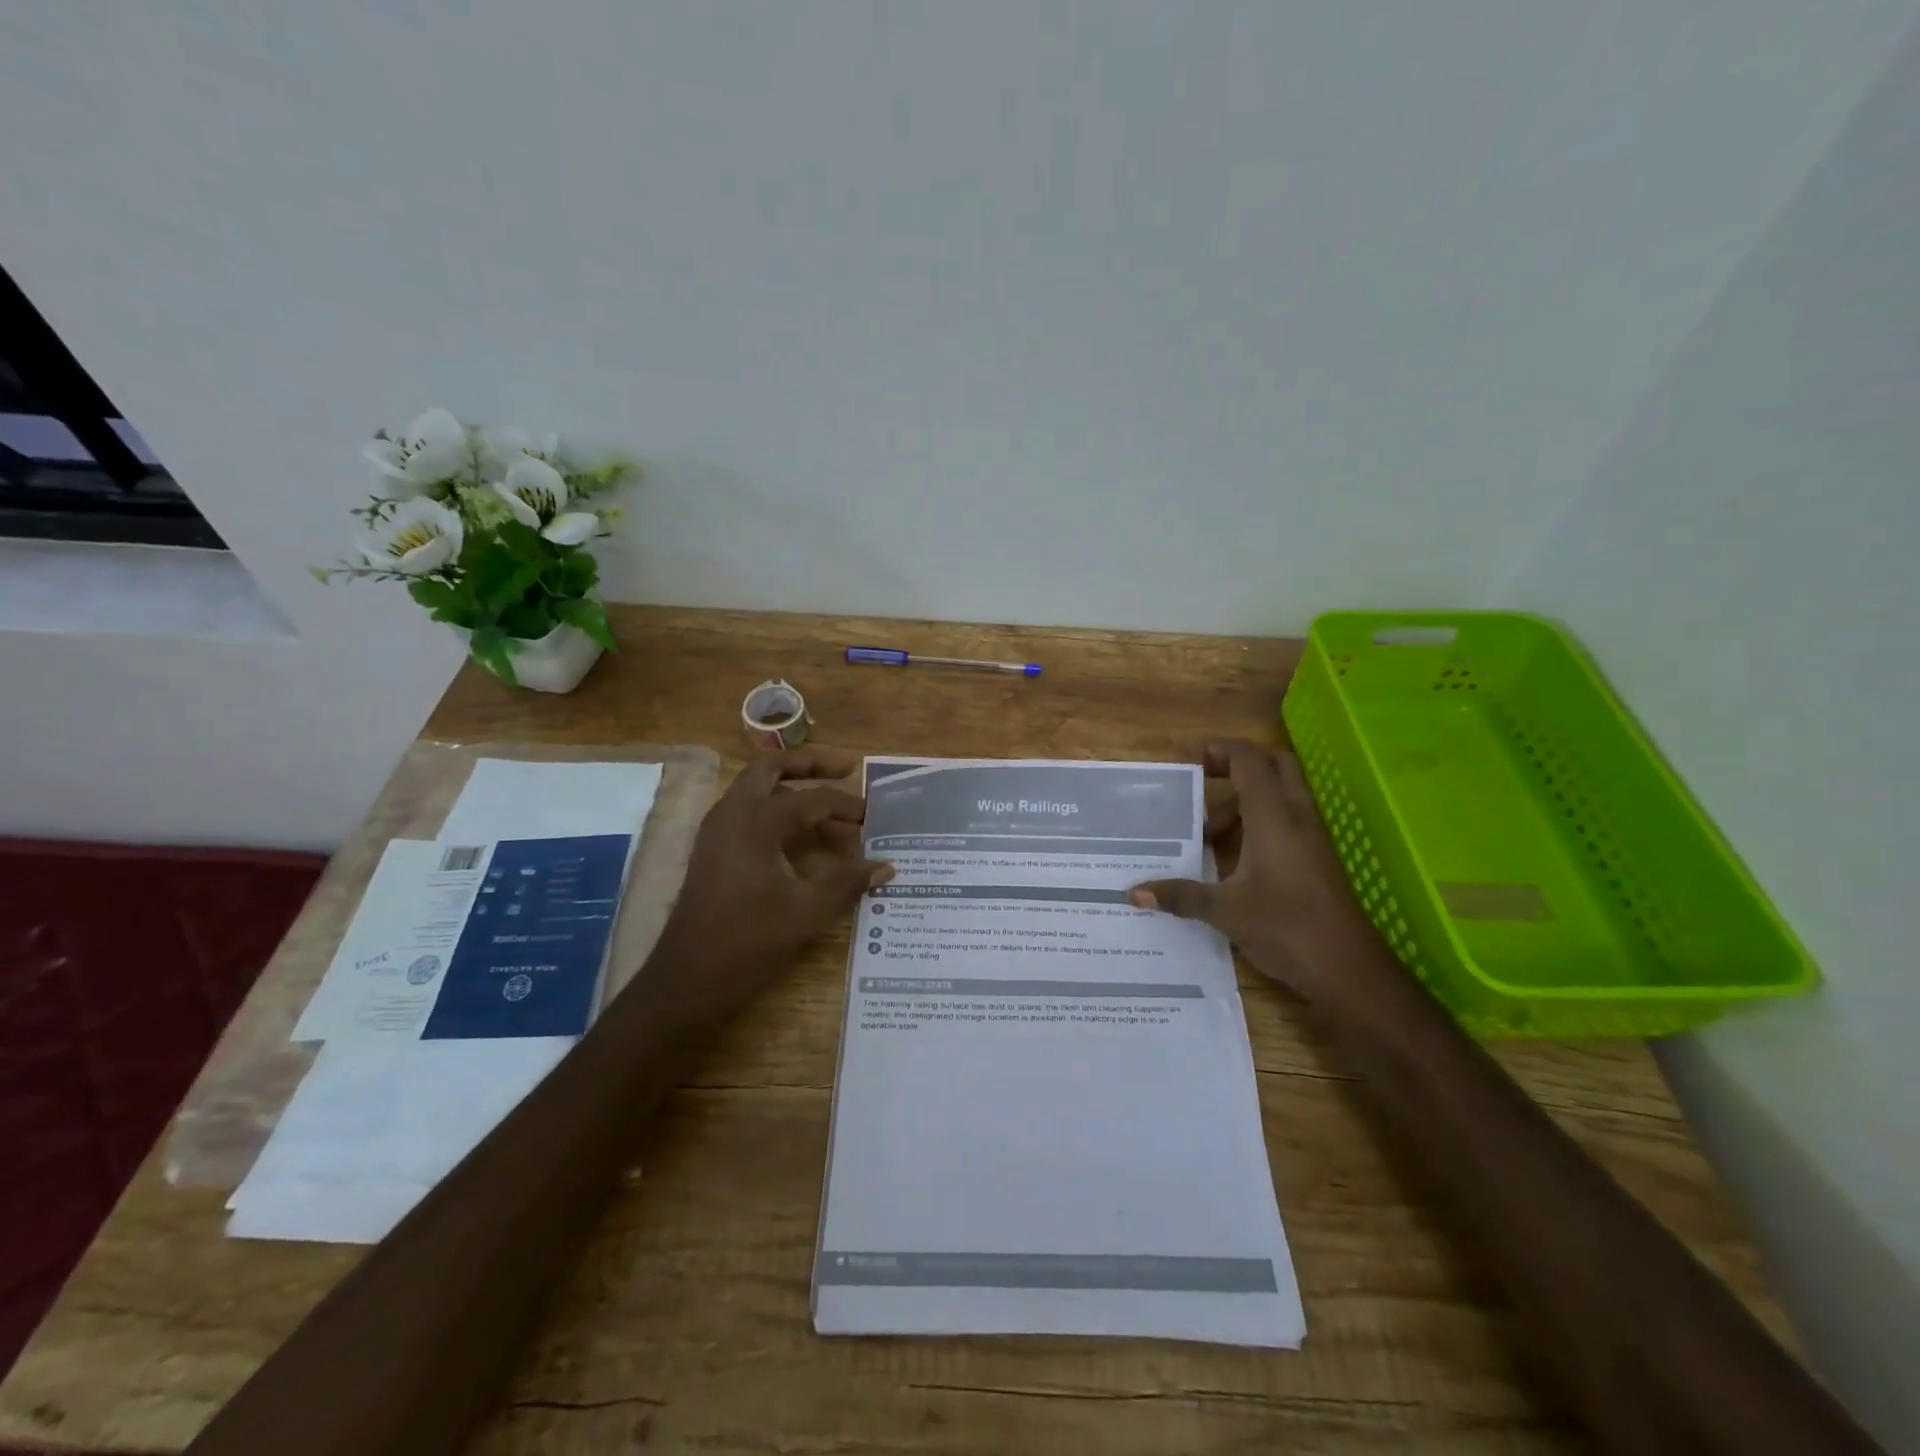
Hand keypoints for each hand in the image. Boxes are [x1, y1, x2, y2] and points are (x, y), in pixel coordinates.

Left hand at [645, 746, 892, 1028]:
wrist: (686, 980)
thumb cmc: (747, 942)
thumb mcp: (806, 911)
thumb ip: (847, 882)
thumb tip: (886, 867)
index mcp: (755, 821)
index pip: (811, 798)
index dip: (846, 805)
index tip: (873, 816)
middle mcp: (732, 814)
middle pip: (772, 769)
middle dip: (810, 764)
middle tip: (847, 769)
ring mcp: (718, 831)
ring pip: (758, 789)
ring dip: (794, 790)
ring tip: (831, 808)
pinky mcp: (714, 851)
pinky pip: (749, 813)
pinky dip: (778, 813)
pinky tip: (803, 838)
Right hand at [1129, 739, 1388, 1004]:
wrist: (1348, 968)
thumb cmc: (1284, 926)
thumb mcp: (1224, 910)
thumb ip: (1180, 895)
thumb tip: (1133, 893)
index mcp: (1274, 816)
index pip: (1250, 761)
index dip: (1223, 751)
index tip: (1194, 762)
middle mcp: (1296, 817)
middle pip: (1275, 766)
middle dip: (1239, 767)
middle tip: (1206, 785)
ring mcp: (1312, 837)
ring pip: (1281, 795)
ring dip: (1245, 802)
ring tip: (1210, 836)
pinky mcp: (1317, 858)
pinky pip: (1287, 820)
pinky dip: (1260, 823)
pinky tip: (1234, 859)